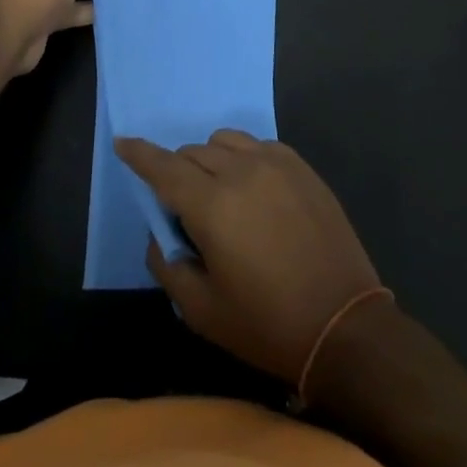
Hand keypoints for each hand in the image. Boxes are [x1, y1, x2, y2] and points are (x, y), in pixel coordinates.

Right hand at [117, 130, 382, 385]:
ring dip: (210, 160)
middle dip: (178, 173)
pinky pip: (257, 145)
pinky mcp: (301, 166)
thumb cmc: (267, 324)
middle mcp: (241, 171)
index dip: (139, 154)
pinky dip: (243, 159)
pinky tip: (253, 190)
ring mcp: (275, 163)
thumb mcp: (202, 311)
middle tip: (187, 212)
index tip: (122, 142)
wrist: (344, 325)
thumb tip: (161, 234)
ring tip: (221, 196)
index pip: (163, 167)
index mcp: (212, 205)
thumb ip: (168, 265)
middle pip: (192, 152)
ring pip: (224, 141)